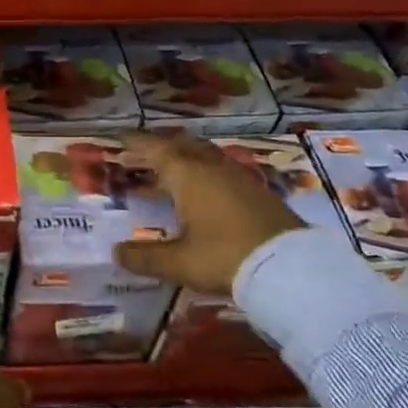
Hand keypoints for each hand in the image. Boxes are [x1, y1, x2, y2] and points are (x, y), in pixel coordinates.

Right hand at [114, 130, 303, 295]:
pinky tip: (206, 190)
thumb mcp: (180, 262)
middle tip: (142, 154)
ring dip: (185, 157)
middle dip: (160, 146)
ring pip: (205, 155)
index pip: (156, 149)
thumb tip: (116, 253)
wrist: (292, 268)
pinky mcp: (258, 191)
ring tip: (172, 169)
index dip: (136, 143)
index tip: (120, 139)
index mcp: (188, 175)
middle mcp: (212, 167)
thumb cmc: (225, 257)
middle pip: (182, 146)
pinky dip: (205, 172)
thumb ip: (146, 257)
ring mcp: (239, 176)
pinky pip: (222, 169)